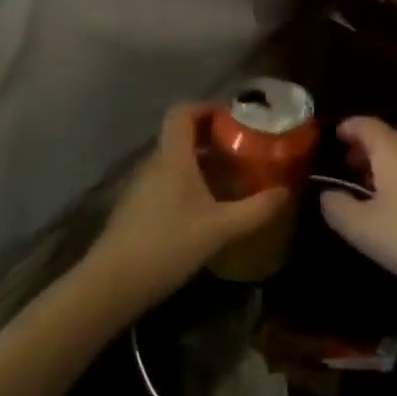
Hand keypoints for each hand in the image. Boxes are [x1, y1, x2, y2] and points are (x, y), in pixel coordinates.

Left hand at [89, 104, 290, 309]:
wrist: (110, 287)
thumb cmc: (167, 246)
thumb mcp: (220, 229)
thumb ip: (256, 209)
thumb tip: (286, 192)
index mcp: (173, 158)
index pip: (183, 112)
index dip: (207, 108)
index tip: (235, 118)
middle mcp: (154, 165)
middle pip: (181, 136)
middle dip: (213, 138)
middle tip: (243, 150)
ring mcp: (141, 187)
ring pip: (174, 161)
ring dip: (202, 163)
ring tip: (231, 179)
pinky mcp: (136, 210)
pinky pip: (166, 182)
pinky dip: (188, 184)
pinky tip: (206, 209)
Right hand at [320, 117, 396, 306]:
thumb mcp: (362, 228)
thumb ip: (337, 208)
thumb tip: (327, 194)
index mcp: (393, 149)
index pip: (365, 124)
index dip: (346, 128)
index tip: (332, 137)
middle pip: (387, 137)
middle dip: (364, 148)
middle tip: (344, 165)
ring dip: (384, 164)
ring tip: (367, 186)